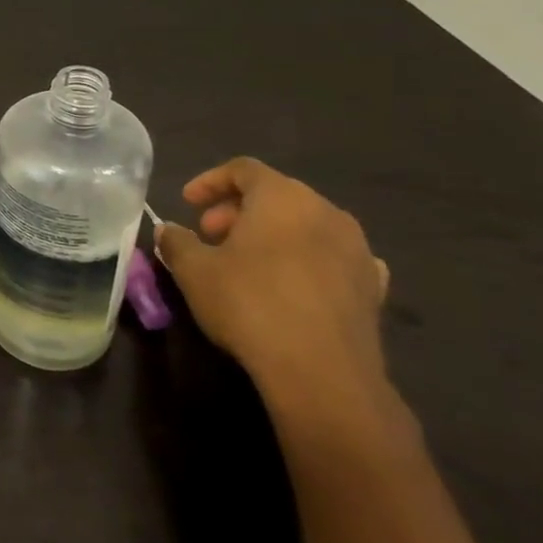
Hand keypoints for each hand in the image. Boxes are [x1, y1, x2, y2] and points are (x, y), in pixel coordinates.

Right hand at [156, 157, 391, 413]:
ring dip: (273, 235)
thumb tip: (169, 230)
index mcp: (283, 197)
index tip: (187, 203)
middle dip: (238, 211)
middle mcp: (326, 212)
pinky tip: (292, 284)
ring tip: (246, 262)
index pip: (243, 170)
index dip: (210, 181)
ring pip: (306, 226)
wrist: (322, 373)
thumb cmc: (249, 304)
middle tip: (210, 236)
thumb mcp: (193, 270)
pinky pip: (334, 259)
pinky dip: (307, 261)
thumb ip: (177, 241)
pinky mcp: (373, 288)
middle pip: (277, 195)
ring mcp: (357, 250)